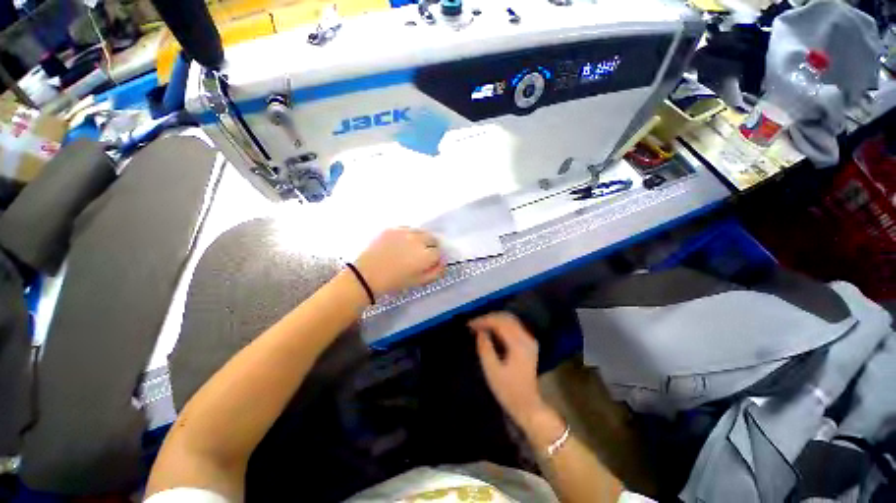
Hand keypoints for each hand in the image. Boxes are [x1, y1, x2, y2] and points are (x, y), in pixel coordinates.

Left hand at [355, 228, 443, 295]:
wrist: (367, 275)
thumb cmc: (395, 282)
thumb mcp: (419, 282)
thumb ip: (436, 271)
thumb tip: (442, 262)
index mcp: (425, 255)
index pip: (439, 252)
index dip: (435, 259)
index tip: (430, 263)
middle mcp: (417, 240)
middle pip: (433, 238)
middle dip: (431, 246)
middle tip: (422, 255)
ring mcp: (404, 232)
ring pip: (421, 231)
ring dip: (421, 239)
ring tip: (412, 248)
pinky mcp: (393, 228)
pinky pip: (407, 228)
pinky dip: (408, 235)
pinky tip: (401, 243)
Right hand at [470, 312, 548, 427]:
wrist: (528, 405)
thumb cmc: (508, 390)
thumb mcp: (492, 371)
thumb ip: (485, 348)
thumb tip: (479, 332)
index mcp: (519, 344)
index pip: (500, 323)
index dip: (484, 321)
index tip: (470, 324)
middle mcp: (526, 338)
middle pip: (506, 318)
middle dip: (488, 318)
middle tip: (473, 324)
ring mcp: (529, 340)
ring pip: (510, 320)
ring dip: (494, 320)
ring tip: (480, 325)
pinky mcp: (529, 343)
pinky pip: (514, 326)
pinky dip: (501, 324)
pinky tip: (491, 329)